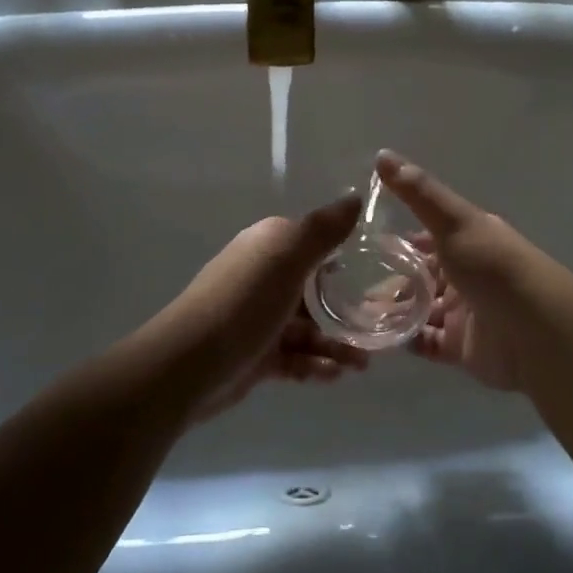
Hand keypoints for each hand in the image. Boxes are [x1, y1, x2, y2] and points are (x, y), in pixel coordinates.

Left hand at [134, 195, 368, 422]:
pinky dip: (315, 364)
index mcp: (271, 246)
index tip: (384, 275)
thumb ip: (324, 229)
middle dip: (350, 308)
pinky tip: (335, 376)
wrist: (188, 365)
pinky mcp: (256, 355)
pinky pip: (295, 357)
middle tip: (382, 328)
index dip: (350, 258)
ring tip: (363, 364)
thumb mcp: (287, 256)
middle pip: (317, 290)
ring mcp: (260, 317)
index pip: (318, 244)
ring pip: (309, 327)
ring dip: (338, 343)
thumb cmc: (243, 302)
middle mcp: (265, 276)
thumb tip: (355, 196)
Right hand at [376, 150, 566, 391]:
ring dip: (389, 310)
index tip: (359, 245)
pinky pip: (424, 342)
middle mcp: (464, 274)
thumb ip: (417, 192)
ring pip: (417, 308)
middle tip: (347, 285)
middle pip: (418, 275)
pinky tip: (374, 338)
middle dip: (386, 279)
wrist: (538, 332)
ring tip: (353, 312)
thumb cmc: (495, 268)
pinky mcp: (460, 347)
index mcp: (467, 240)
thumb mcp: (454, 222)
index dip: (395, 241)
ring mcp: (462, 312)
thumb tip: (381, 153)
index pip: (424, 237)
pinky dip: (401, 339)